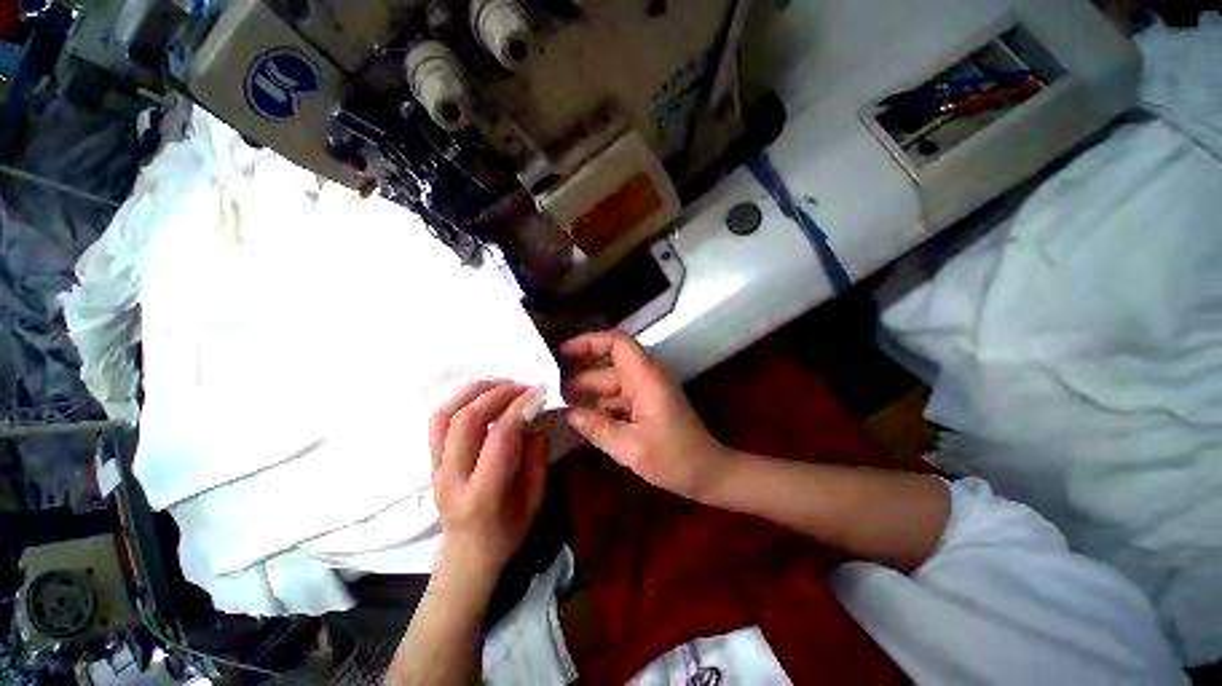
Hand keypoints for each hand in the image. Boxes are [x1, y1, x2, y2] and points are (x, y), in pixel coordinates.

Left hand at [429, 381, 549, 583]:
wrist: (466, 556)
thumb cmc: (507, 533)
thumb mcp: (535, 498)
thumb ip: (536, 455)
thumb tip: (536, 417)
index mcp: (482, 494)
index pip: (498, 437)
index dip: (520, 408)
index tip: (539, 392)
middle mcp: (452, 478)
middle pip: (466, 419)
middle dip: (498, 393)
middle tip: (523, 385)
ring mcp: (435, 468)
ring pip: (445, 415)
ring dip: (475, 391)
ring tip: (502, 383)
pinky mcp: (431, 461)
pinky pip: (438, 421)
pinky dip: (460, 400)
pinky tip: (482, 395)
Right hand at [560, 331, 731, 500]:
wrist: (708, 473)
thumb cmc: (675, 459)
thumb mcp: (631, 448)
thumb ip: (597, 428)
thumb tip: (569, 414)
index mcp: (646, 378)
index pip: (617, 343)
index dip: (589, 342)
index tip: (562, 353)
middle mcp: (646, 378)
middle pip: (608, 366)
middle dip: (580, 376)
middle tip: (550, 391)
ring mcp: (647, 392)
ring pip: (611, 384)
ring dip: (588, 393)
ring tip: (559, 406)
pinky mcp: (647, 405)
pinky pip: (618, 398)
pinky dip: (600, 406)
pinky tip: (582, 420)